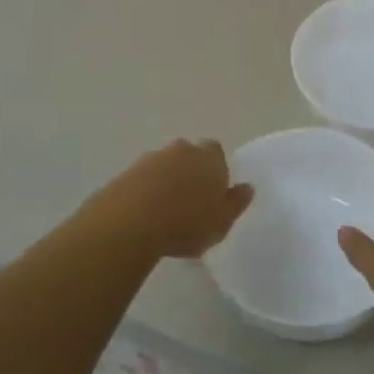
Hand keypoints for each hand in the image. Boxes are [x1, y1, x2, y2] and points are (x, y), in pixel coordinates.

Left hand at [81, 139, 252, 259]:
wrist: (131, 222)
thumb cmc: (186, 223)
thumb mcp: (222, 221)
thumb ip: (236, 203)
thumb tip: (247, 187)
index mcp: (209, 158)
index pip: (216, 151)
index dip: (215, 169)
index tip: (213, 191)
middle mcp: (182, 150)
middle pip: (189, 155)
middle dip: (190, 171)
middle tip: (190, 201)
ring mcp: (151, 158)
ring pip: (165, 165)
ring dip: (166, 181)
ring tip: (164, 212)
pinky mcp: (127, 172)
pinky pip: (143, 178)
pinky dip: (145, 190)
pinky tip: (144, 214)